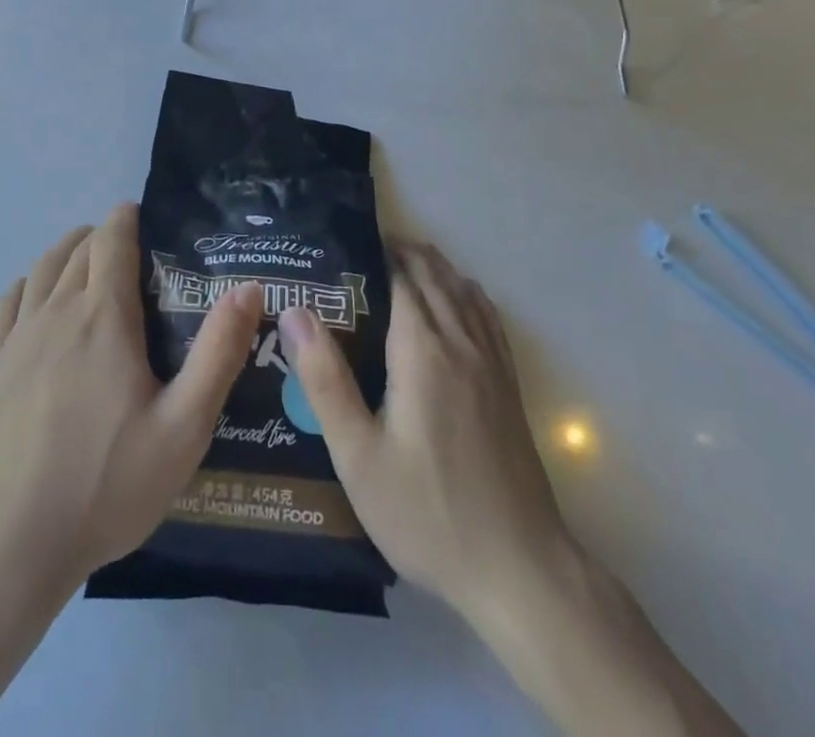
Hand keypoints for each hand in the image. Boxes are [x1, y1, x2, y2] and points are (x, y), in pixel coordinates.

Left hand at [0, 203, 262, 591]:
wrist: (13, 541)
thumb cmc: (108, 483)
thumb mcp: (184, 426)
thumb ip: (219, 352)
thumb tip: (248, 288)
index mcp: (104, 317)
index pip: (112, 240)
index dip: (126, 218)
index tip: (143, 216)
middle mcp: (58, 311)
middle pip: (79, 249)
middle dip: (103, 235)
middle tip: (129, 248)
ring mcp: (18, 337)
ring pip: (42, 268)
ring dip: (67, 252)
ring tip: (86, 258)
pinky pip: (8, 302)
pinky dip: (28, 284)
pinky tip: (37, 297)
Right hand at [279, 239, 569, 623]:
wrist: (519, 569)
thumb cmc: (427, 512)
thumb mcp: (358, 455)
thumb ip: (325, 379)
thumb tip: (295, 311)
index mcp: (422, 350)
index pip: (401, 277)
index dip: (376, 253)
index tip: (344, 245)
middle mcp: (461, 342)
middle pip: (435, 275)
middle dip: (403, 252)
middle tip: (364, 249)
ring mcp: (492, 362)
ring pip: (464, 291)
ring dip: (435, 267)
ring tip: (403, 262)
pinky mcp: (509, 384)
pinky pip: (487, 316)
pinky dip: (466, 292)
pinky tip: (457, 300)